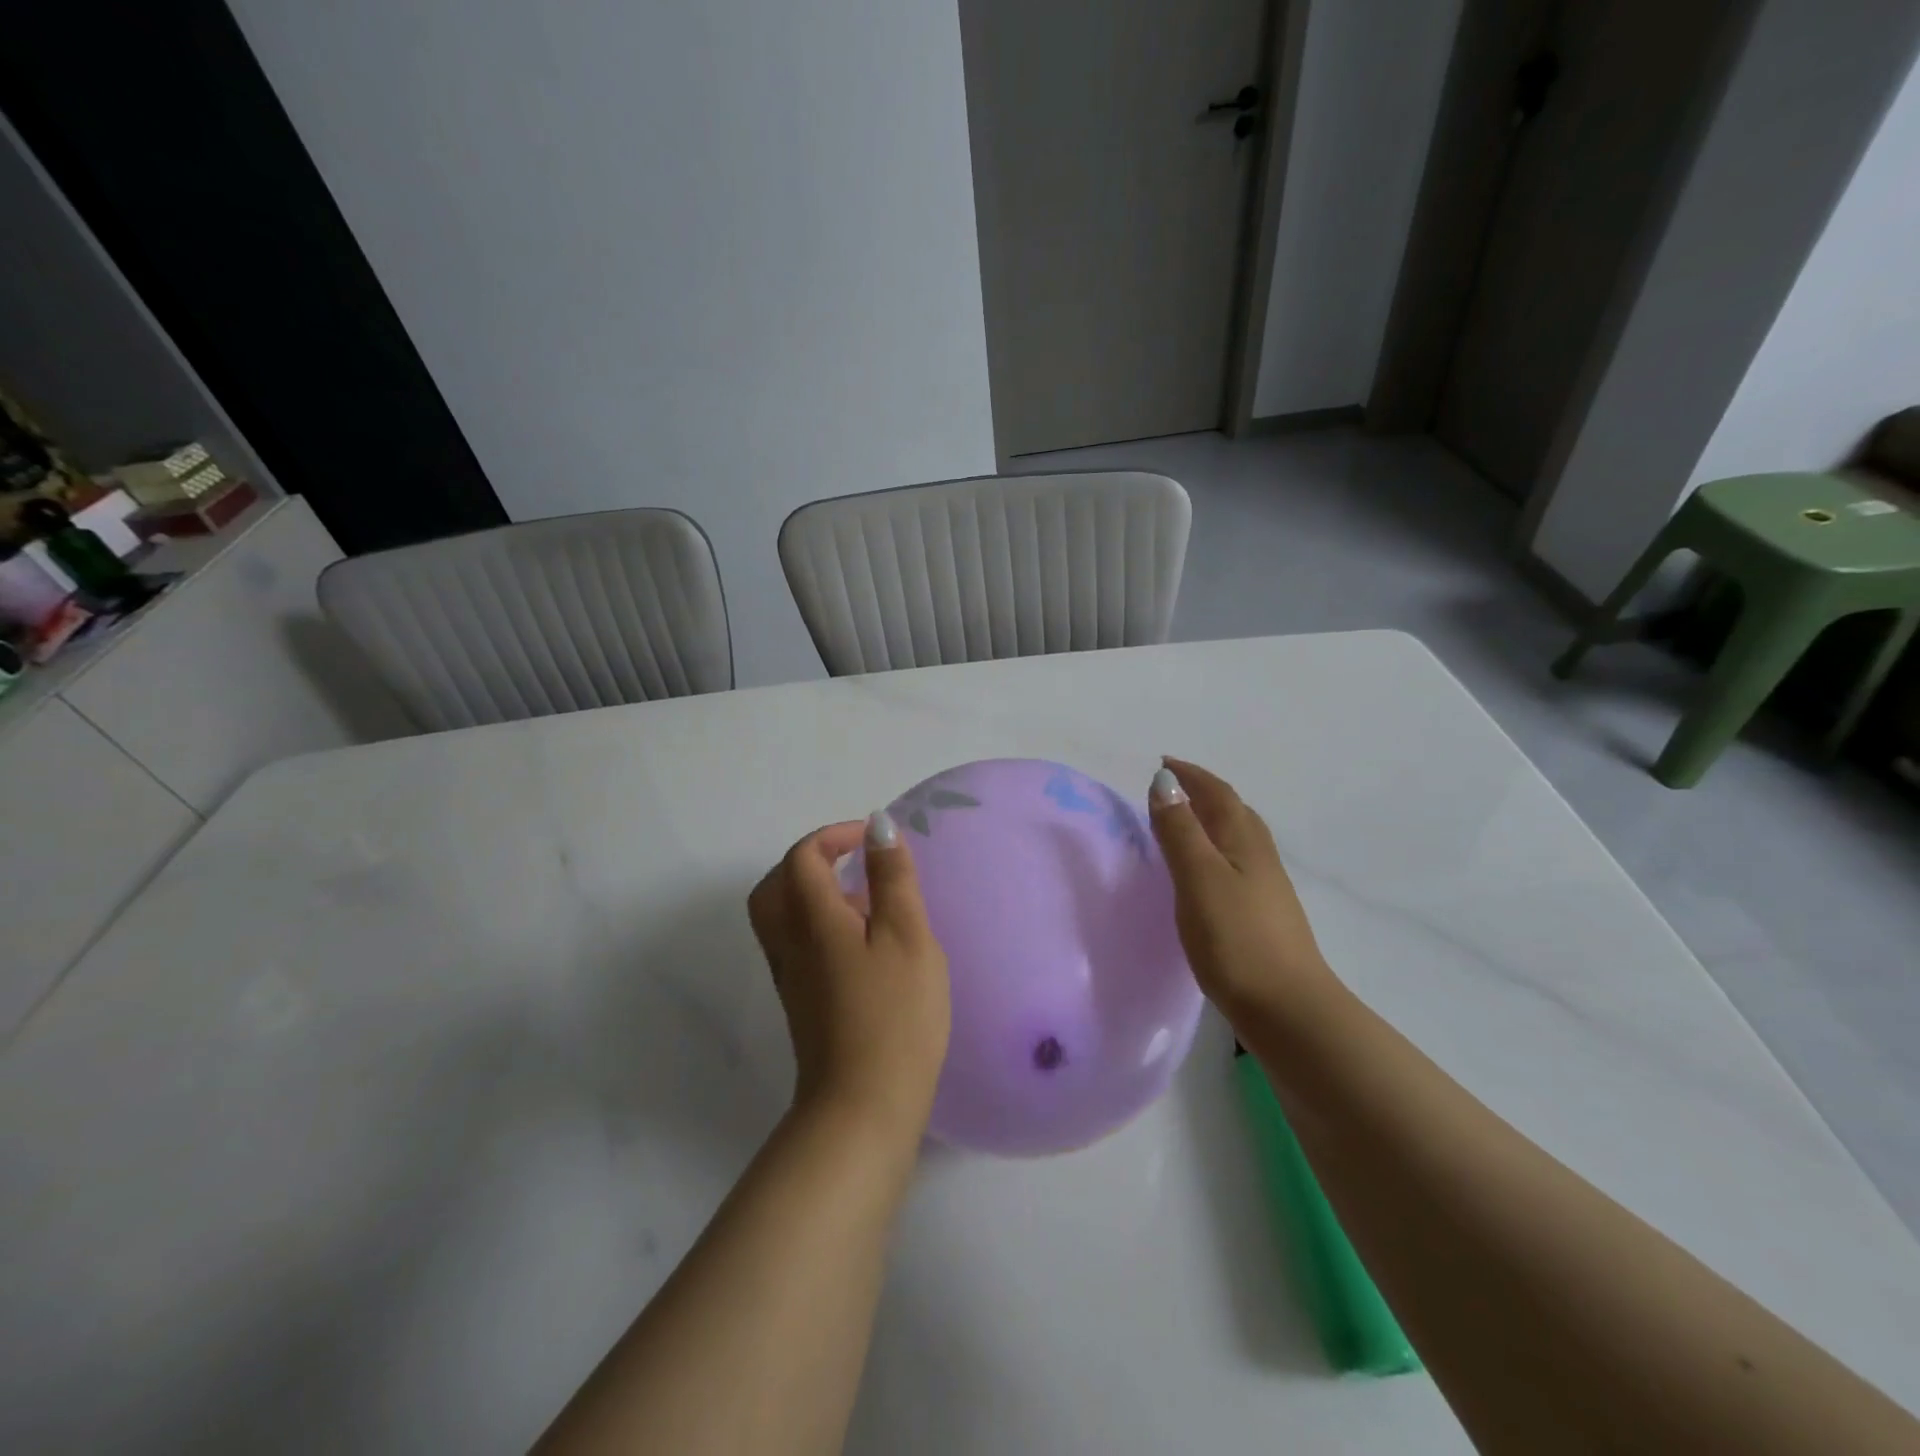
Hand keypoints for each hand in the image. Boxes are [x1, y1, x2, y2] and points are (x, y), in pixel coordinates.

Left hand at [748, 814, 950, 1139]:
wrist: (863, 1107)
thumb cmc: (894, 1015)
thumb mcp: (907, 936)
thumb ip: (892, 878)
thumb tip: (877, 825)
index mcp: (812, 919)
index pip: (803, 857)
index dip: (834, 836)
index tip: (873, 840)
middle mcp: (789, 943)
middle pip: (776, 885)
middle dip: (810, 861)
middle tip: (852, 863)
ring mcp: (790, 977)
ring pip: (780, 918)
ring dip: (811, 894)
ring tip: (863, 903)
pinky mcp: (799, 1004)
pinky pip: (794, 945)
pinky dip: (816, 926)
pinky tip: (860, 946)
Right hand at [1148, 758, 1344, 1023]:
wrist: (1287, 1008)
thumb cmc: (1236, 938)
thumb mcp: (1198, 878)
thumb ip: (1180, 830)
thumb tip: (1165, 780)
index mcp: (1243, 840)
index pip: (1218, 793)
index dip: (1191, 775)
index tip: (1163, 763)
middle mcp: (1259, 855)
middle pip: (1233, 810)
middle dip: (1203, 792)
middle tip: (1171, 789)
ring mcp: (1266, 886)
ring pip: (1237, 837)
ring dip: (1210, 820)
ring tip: (1183, 823)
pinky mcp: (1263, 913)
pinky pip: (1236, 863)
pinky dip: (1215, 850)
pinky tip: (1205, 873)